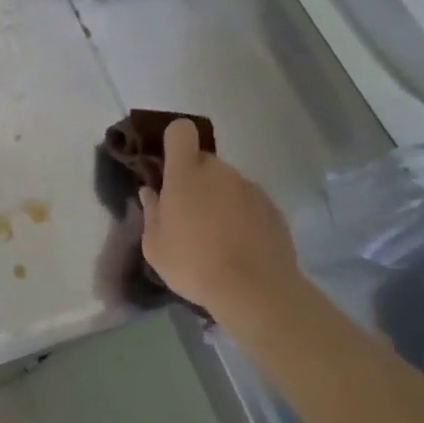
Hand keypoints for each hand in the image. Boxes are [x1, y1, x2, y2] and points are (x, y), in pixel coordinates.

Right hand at [139, 119, 301, 314]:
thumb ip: (151, 212)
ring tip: (217, 236)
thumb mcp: (155, 246)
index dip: (174, 141)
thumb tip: (150, 192)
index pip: (181, 131)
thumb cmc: (193, 264)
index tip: (169, 165)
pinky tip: (241, 246)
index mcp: (186, 173)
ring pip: (228, 183)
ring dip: (220, 199)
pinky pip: (250, 203)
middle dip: (195, 179)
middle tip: (189, 214)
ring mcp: (250, 188)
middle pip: (204, 161)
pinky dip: (243, 216)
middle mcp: (220, 171)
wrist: (254, 291)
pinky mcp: (273, 209)